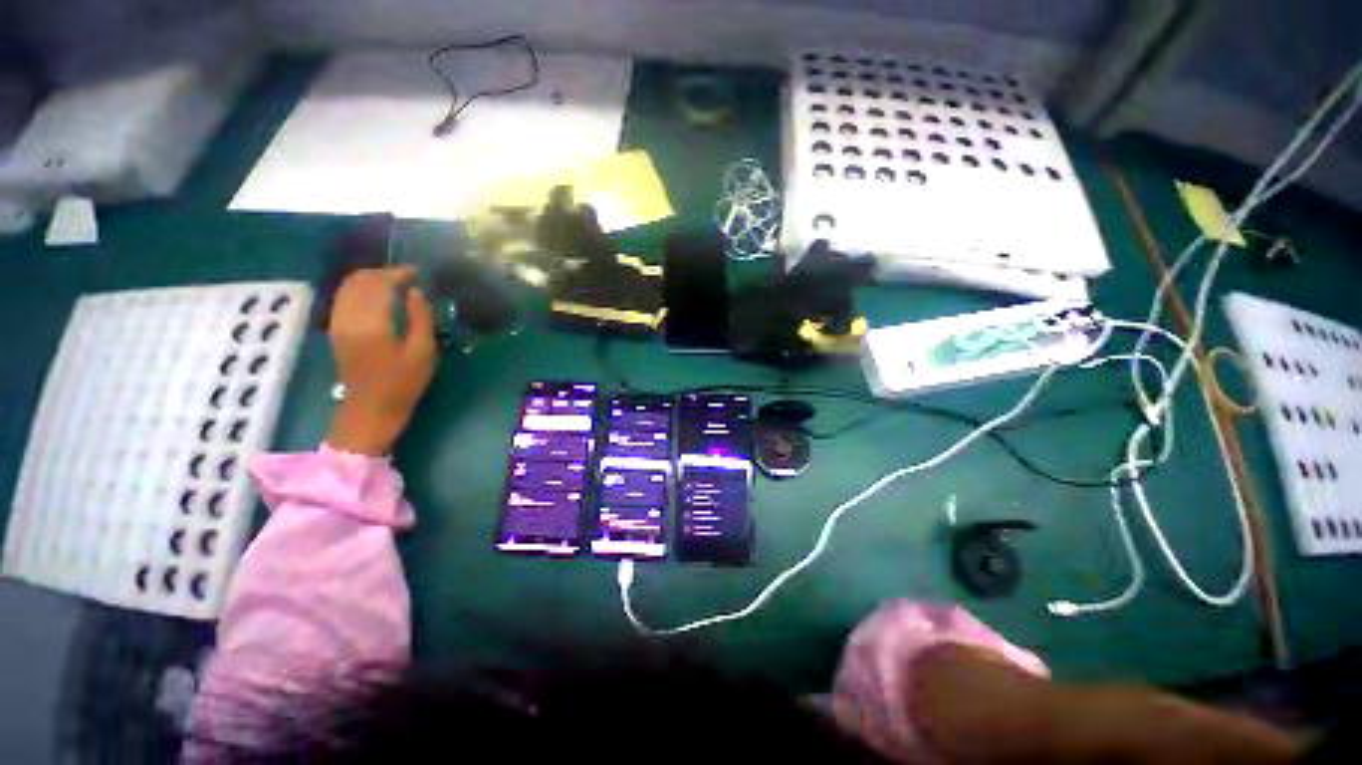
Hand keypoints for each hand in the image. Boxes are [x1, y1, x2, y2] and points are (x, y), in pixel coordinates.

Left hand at [326, 267, 436, 455]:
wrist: (370, 409)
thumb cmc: (403, 383)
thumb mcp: (423, 352)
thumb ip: (421, 318)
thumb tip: (416, 292)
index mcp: (372, 323)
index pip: (380, 285)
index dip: (398, 274)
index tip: (417, 272)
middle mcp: (349, 317)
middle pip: (359, 281)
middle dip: (382, 273)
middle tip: (406, 276)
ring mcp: (338, 323)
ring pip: (347, 287)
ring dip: (369, 279)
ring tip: (392, 282)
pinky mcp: (336, 330)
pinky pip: (343, 298)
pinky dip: (358, 289)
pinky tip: (374, 295)